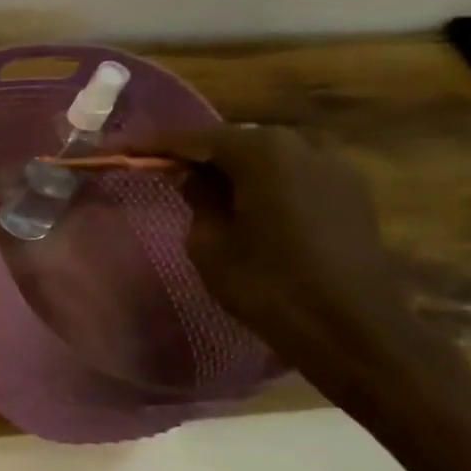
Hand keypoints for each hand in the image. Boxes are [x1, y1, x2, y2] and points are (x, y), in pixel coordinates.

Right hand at [129, 125, 412, 369]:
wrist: (353, 331)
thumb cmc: (269, 284)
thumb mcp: (210, 242)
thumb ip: (197, 198)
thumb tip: (190, 176)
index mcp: (263, 152)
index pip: (192, 138)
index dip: (150, 144)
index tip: (117, 149)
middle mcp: (302, 146)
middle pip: (232, 141)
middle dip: (192, 152)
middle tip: (154, 166)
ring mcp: (333, 168)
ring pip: (264, 158)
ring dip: (228, 168)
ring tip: (193, 185)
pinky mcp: (349, 195)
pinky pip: (290, 176)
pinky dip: (259, 182)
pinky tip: (239, 202)